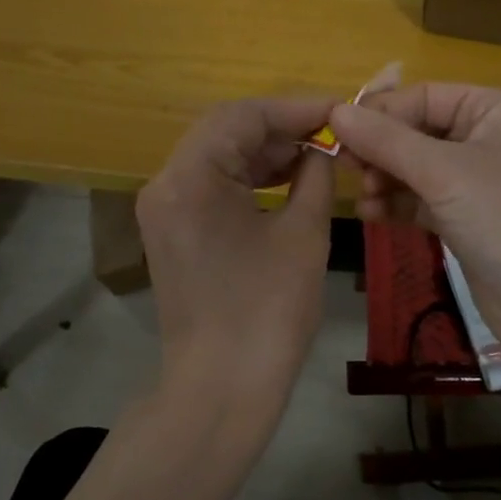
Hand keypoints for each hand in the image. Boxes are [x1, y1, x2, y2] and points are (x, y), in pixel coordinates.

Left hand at [136, 98, 337, 419]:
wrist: (220, 391)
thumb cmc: (267, 313)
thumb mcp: (303, 234)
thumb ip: (315, 175)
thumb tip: (322, 147)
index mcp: (190, 177)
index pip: (243, 116)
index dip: (295, 108)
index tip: (338, 110)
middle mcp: (165, 182)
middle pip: (225, 130)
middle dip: (280, 128)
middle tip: (330, 134)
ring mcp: (162, 207)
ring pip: (216, 155)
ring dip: (264, 151)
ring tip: (315, 155)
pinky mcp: (170, 229)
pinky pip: (209, 184)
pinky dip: (246, 177)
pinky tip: (285, 179)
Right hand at [330, 85, 500, 368]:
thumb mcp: (443, 172)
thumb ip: (386, 140)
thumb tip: (335, 110)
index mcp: (497, 111)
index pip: (425, 96)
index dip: (382, 112)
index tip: (337, 132)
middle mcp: (491, 141)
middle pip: (420, 132)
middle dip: (382, 150)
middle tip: (344, 167)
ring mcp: (482, 185)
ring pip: (419, 170)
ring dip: (386, 179)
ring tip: (362, 195)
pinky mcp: (472, 224)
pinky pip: (425, 202)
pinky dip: (399, 205)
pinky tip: (371, 215)